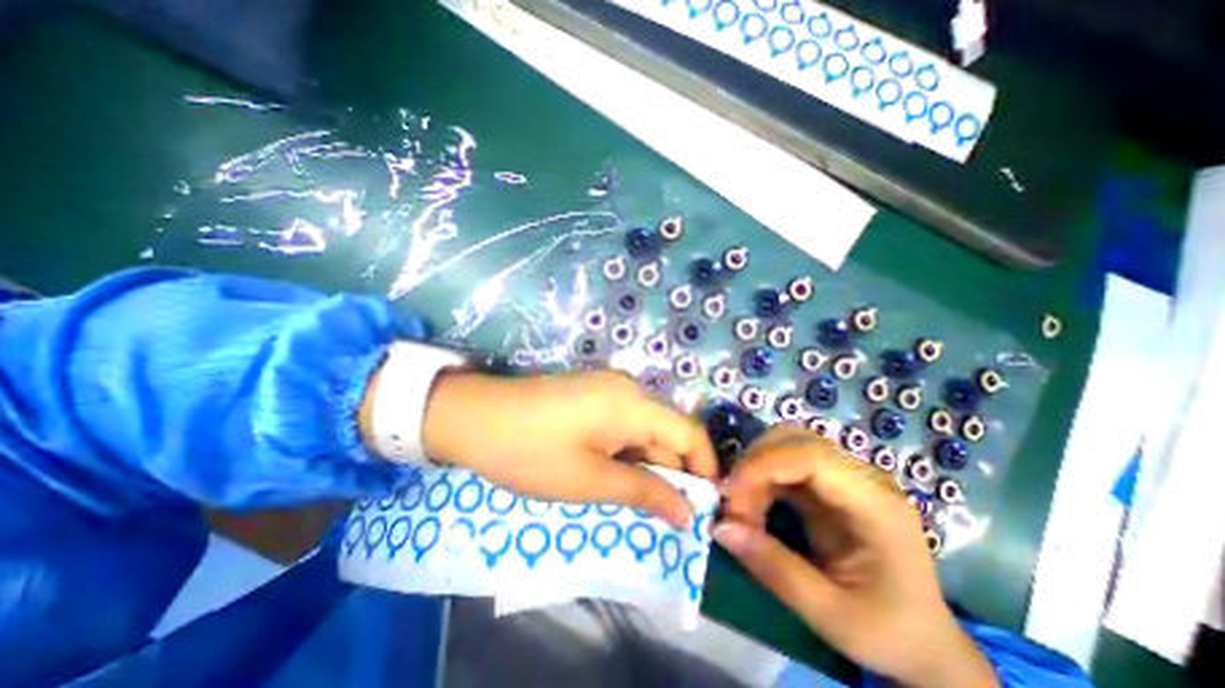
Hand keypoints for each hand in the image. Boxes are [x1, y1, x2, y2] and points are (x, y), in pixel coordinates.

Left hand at [418, 372, 718, 526]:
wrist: (474, 416)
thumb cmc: (531, 452)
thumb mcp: (589, 480)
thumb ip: (644, 492)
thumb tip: (687, 513)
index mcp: (633, 403)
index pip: (690, 433)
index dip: (703, 469)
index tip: (702, 506)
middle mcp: (628, 387)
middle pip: (666, 431)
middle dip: (670, 472)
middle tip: (661, 514)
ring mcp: (607, 386)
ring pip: (643, 428)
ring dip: (644, 462)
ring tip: (630, 497)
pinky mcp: (591, 391)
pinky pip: (623, 421)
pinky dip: (625, 449)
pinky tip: (607, 470)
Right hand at [721, 427, 993, 684]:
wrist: (926, 644)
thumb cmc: (890, 634)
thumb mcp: (833, 617)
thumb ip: (775, 570)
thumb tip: (720, 527)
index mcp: (876, 505)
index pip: (812, 457)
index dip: (763, 464)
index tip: (729, 492)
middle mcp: (862, 478)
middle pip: (795, 440)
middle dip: (755, 464)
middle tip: (733, 505)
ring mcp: (845, 477)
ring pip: (786, 445)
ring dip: (755, 470)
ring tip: (743, 511)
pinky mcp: (829, 483)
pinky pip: (784, 464)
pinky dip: (761, 479)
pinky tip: (754, 507)